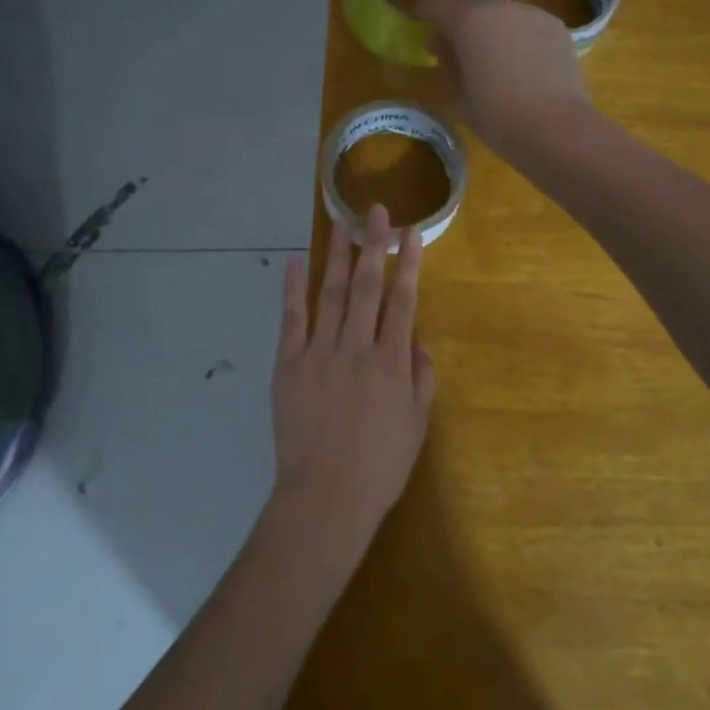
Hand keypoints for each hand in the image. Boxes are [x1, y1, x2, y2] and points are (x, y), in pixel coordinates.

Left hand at [270, 204, 435, 548]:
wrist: (326, 498)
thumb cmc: (380, 467)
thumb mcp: (417, 424)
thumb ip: (421, 377)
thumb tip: (416, 338)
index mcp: (392, 362)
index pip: (403, 300)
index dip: (409, 263)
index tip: (412, 232)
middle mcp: (356, 348)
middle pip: (367, 286)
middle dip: (373, 245)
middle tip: (375, 211)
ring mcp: (319, 353)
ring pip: (332, 293)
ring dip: (338, 256)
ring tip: (342, 223)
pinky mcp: (289, 365)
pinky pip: (292, 320)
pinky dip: (294, 289)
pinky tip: (296, 262)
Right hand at [416, 0, 591, 158]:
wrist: (555, 128)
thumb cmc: (496, 116)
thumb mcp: (457, 94)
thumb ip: (446, 62)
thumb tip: (443, 44)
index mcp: (468, 20)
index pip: (436, 1)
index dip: (424, 10)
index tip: (420, 22)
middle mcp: (500, 6)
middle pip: (471, 0)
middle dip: (459, 17)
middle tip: (456, 44)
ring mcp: (532, 13)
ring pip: (501, 12)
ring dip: (491, 26)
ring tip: (493, 57)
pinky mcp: (556, 27)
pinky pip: (527, 24)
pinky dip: (517, 36)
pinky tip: (522, 64)